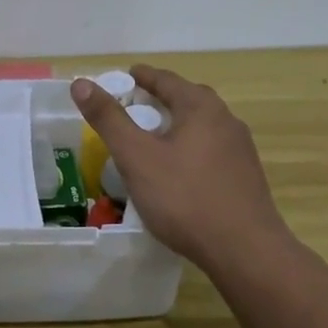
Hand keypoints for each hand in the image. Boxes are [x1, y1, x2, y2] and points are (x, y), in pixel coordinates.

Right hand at [70, 66, 289, 273]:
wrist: (245, 251)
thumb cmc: (185, 197)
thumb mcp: (136, 157)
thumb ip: (108, 119)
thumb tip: (81, 82)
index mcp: (201, 108)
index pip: (166, 80)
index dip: (141, 76)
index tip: (124, 76)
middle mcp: (226, 120)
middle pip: (187, 99)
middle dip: (160, 99)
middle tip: (133, 107)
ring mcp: (240, 150)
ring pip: (201, 127)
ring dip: (176, 125)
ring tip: (152, 139)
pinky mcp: (246, 177)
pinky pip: (211, 150)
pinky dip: (189, 149)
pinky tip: (177, 171)